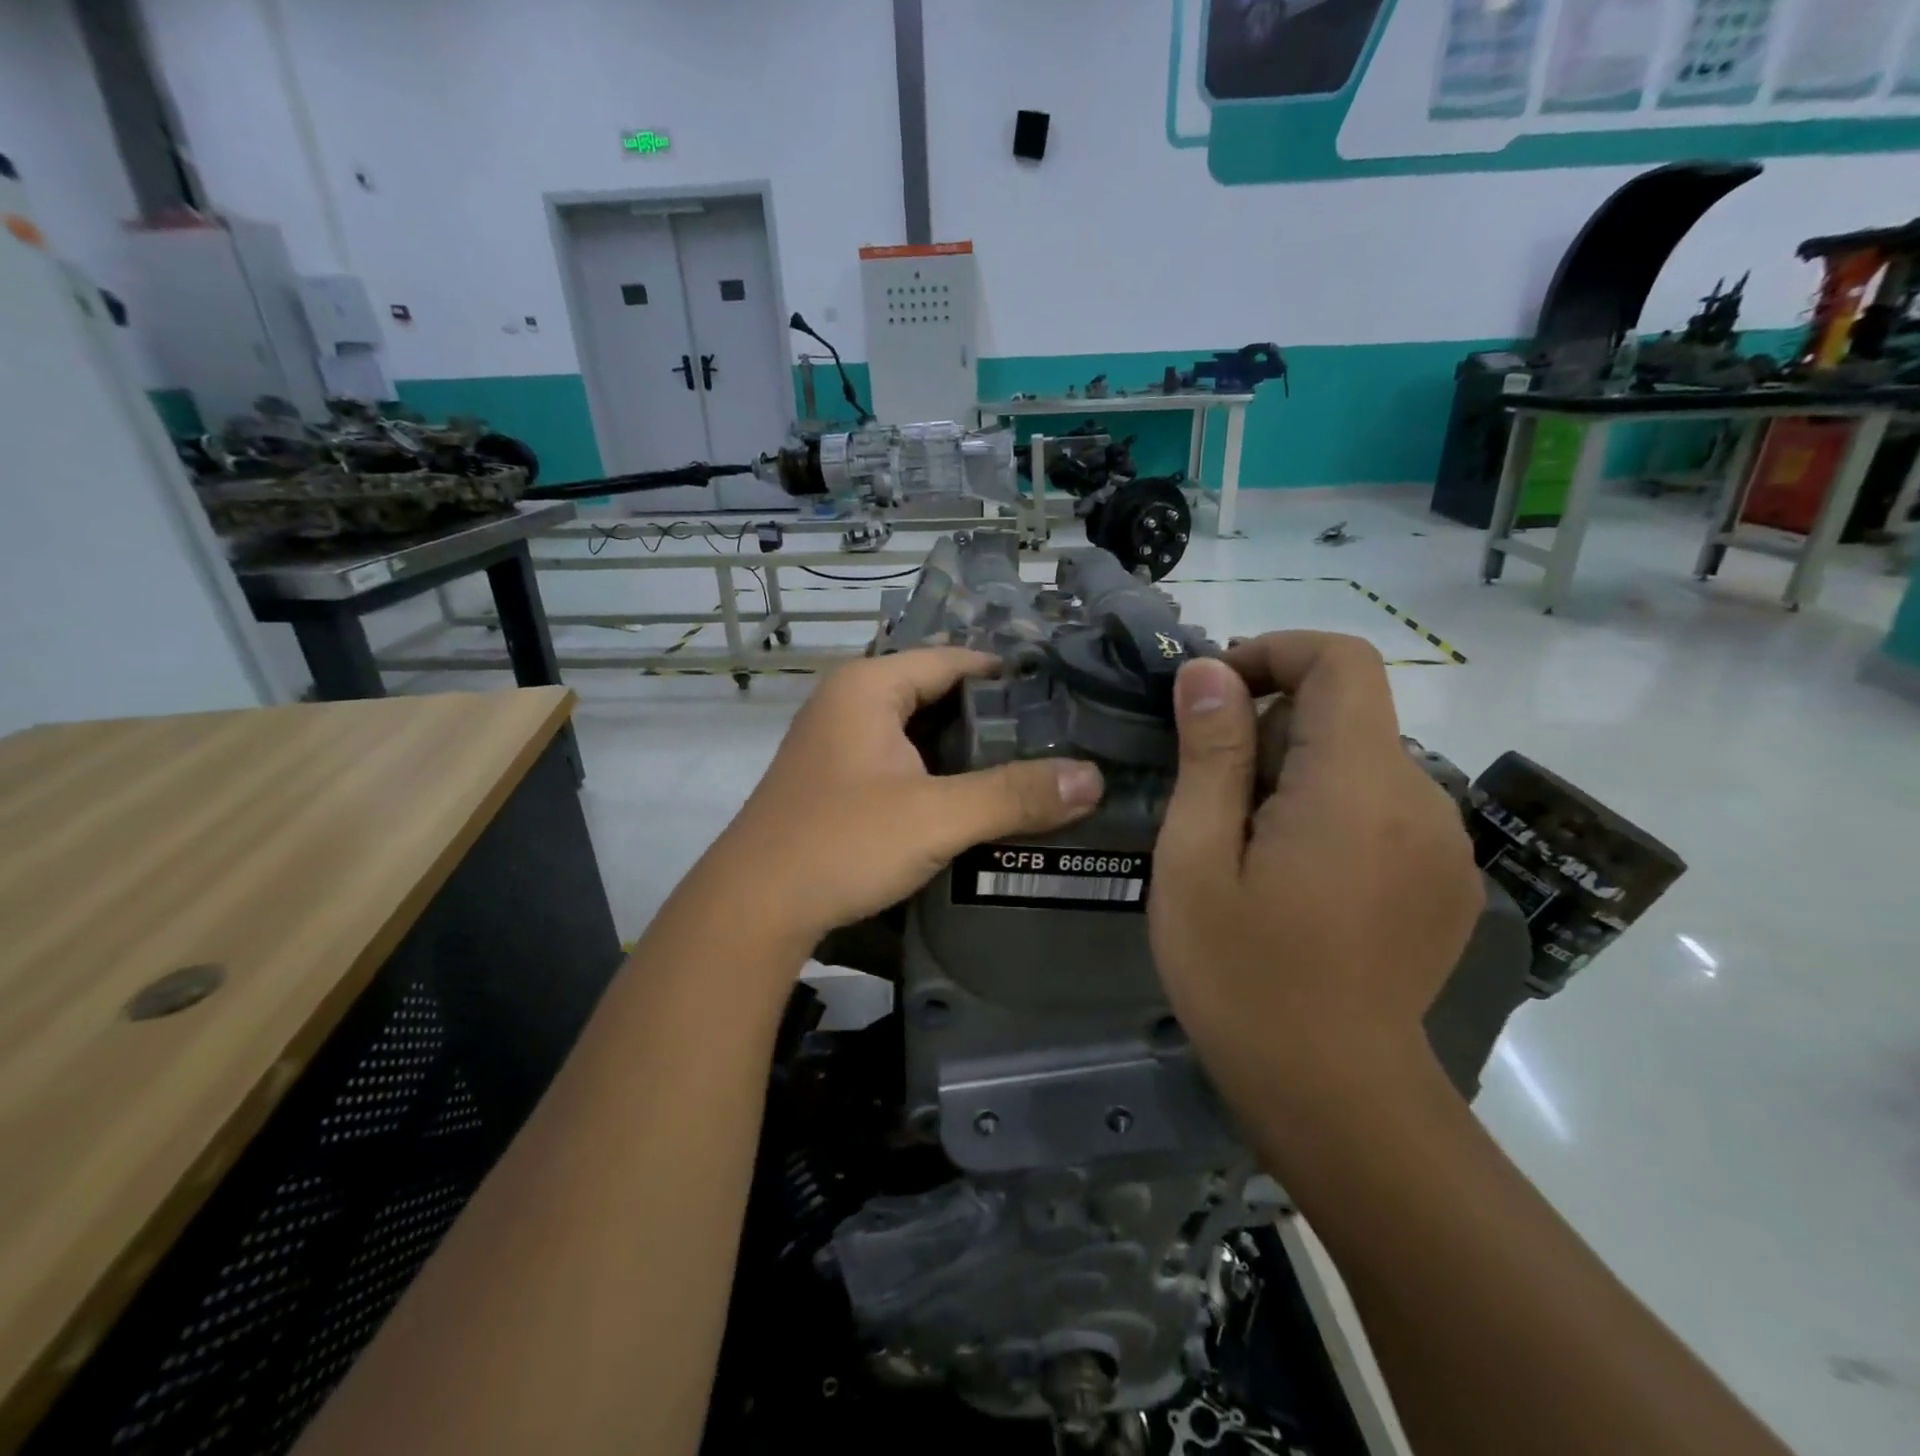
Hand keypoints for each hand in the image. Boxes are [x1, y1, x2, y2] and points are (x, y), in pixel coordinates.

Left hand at [705, 648, 1103, 949]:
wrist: (752, 909)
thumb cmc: (841, 843)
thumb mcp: (935, 816)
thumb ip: (1014, 795)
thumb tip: (1093, 777)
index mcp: (869, 687)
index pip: (954, 660)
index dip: (1009, 676)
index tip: (1063, 699)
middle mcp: (849, 703)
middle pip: (937, 694)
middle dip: (993, 719)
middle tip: (1058, 741)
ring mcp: (838, 743)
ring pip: (919, 733)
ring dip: (966, 752)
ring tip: (1031, 771)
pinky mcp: (836, 782)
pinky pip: (901, 762)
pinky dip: (938, 775)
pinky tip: (975, 802)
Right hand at [1147, 633, 1483, 1113]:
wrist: (1335, 1098)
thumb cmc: (1243, 976)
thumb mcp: (1196, 859)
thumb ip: (1210, 755)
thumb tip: (1208, 672)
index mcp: (1359, 786)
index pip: (1342, 661)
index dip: (1274, 653)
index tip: (1214, 697)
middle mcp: (1423, 800)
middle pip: (1348, 712)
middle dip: (1271, 730)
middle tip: (1211, 801)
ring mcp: (1445, 845)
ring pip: (1362, 762)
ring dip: (1297, 775)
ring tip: (1246, 850)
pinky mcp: (1448, 881)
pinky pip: (1384, 808)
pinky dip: (1331, 811)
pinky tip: (1296, 882)